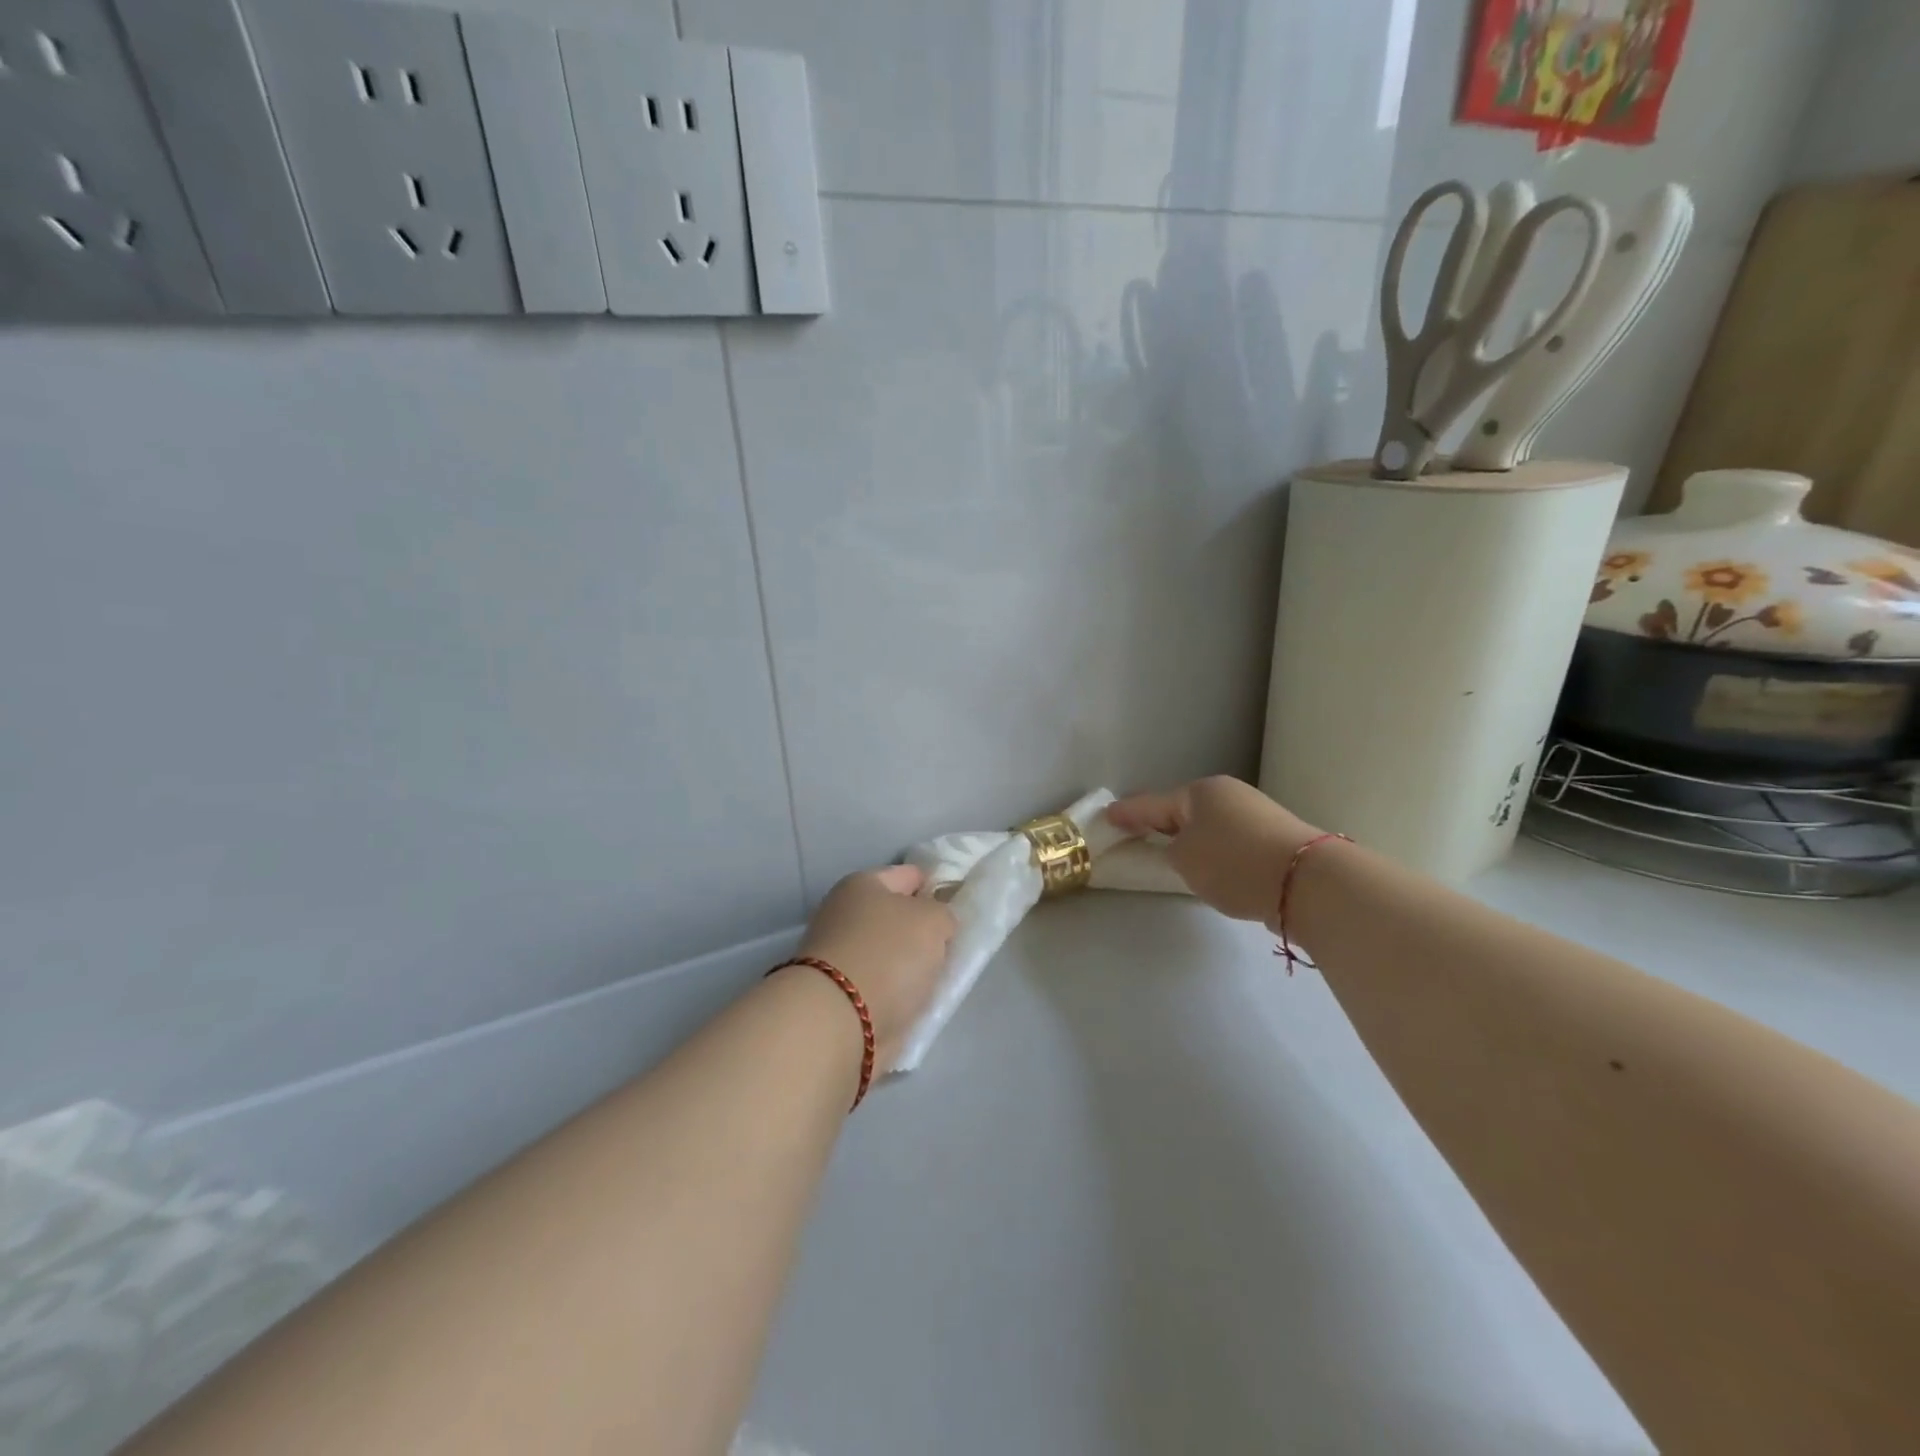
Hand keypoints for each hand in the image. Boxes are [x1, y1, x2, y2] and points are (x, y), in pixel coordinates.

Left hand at [796, 865, 957, 1067]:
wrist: (839, 1021)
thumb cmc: (888, 954)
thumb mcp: (933, 921)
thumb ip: (943, 914)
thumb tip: (935, 925)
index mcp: (863, 885)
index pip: (910, 875)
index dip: (937, 886)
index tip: (961, 906)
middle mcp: (845, 914)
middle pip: (898, 916)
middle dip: (923, 930)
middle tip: (953, 945)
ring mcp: (840, 956)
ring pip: (891, 953)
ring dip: (912, 964)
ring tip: (940, 978)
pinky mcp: (841, 994)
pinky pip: (884, 985)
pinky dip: (899, 993)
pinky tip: (919, 1001)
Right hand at [1108, 776, 1321, 923]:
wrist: (1306, 882)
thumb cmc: (1233, 863)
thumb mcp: (1184, 860)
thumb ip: (1169, 851)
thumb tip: (1182, 848)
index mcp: (1200, 792)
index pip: (1152, 803)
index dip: (1127, 813)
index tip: (1107, 817)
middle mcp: (1228, 795)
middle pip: (1182, 811)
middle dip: (1160, 823)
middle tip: (1137, 835)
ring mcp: (1255, 814)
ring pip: (1208, 825)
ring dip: (1189, 838)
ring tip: (1173, 857)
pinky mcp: (1274, 838)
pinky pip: (1229, 840)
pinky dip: (1214, 850)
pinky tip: (1210, 866)